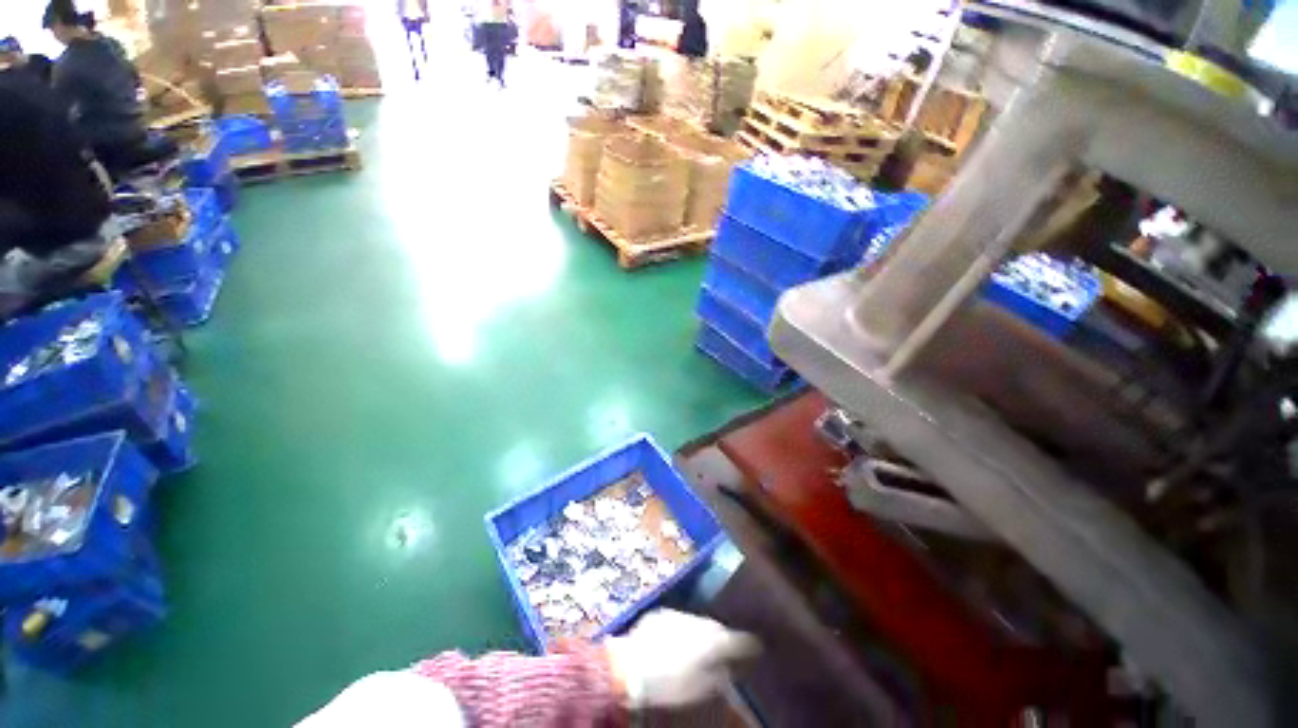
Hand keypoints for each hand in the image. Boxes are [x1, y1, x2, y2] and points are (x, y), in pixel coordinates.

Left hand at [604, 608, 759, 709]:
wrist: (629, 669)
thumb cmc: (668, 686)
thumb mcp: (699, 690)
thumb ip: (717, 675)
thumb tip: (728, 668)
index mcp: (710, 641)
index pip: (735, 639)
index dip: (747, 643)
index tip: (756, 645)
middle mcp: (696, 622)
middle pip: (715, 626)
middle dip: (721, 635)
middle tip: (725, 647)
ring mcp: (677, 615)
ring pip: (697, 621)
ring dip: (701, 630)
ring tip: (700, 645)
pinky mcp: (660, 614)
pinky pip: (679, 619)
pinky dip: (683, 628)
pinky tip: (678, 641)